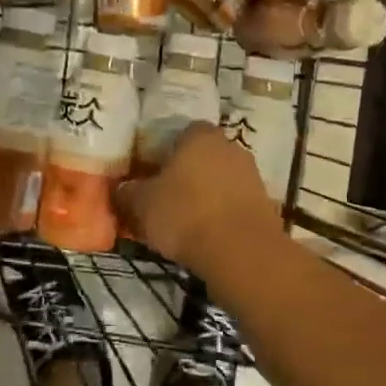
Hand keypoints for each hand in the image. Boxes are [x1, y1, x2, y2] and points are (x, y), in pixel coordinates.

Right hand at [114, 122, 281, 272]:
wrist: (240, 251)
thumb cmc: (185, 215)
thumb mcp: (141, 205)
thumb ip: (127, 193)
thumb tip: (120, 190)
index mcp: (200, 136)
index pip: (180, 133)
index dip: (164, 152)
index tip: (151, 174)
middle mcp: (230, 147)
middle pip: (202, 156)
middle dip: (186, 174)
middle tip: (165, 198)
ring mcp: (252, 175)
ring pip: (220, 180)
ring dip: (206, 195)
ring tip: (185, 221)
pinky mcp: (265, 204)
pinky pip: (235, 203)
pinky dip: (222, 215)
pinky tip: (207, 235)